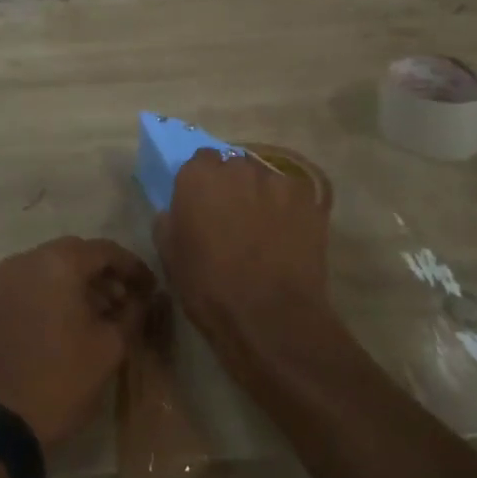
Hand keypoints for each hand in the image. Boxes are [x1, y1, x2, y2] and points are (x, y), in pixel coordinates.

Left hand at [0, 238, 156, 449]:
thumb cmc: (60, 380)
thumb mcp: (110, 347)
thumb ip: (133, 313)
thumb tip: (145, 297)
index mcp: (59, 263)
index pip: (105, 250)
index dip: (133, 267)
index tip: (152, 288)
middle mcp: (29, 259)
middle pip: (78, 253)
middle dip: (107, 273)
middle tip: (130, 299)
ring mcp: (7, 279)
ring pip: (55, 266)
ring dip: (82, 283)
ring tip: (106, 313)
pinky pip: (36, 282)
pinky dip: (59, 292)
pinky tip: (76, 320)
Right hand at [155, 150, 332, 355]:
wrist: (270, 317)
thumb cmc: (209, 288)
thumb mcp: (170, 257)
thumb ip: (169, 221)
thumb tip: (174, 211)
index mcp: (199, 177)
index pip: (200, 160)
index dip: (203, 182)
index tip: (204, 204)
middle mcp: (237, 168)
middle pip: (234, 166)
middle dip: (233, 186)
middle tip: (234, 217)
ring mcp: (276, 180)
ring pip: (265, 179)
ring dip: (262, 196)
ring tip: (265, 229)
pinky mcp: (307, 199)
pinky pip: (293, 196)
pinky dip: (289, 210)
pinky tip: (289, 237)